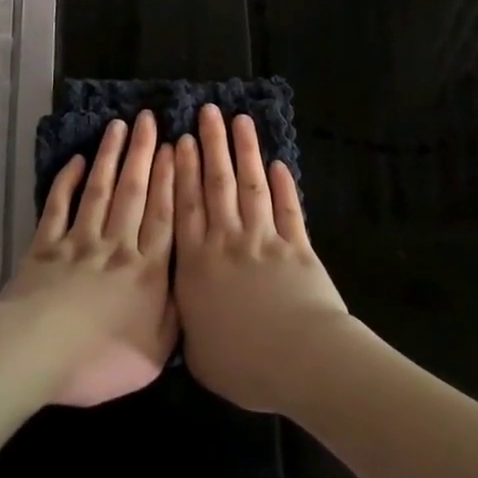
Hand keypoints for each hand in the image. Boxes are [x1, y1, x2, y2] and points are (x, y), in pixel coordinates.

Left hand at [0, 111, 177, 406]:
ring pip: (99, 190)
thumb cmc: (100, 359)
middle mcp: (116, 245)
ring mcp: (79, 241)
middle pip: (133, 191)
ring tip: (118, 127)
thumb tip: (192, 287)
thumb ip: (177, 316)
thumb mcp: (155, 352)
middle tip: (148, 119)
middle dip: (143, 152)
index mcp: (146, 270)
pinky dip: (67, 182)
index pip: (164, 214)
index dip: (171, 178)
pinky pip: (59, 206)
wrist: (36, 354)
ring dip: (110, 156)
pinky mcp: (45, 245)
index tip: (174, 145)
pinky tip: (75, 161)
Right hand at [174, 105, 358, 415]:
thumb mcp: (197, 352)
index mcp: (197, 263)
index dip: (181, 170)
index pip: (186, 205)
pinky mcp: (297, 245)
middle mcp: (227, 240)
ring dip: (245, 151)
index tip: (179, 139)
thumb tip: (175, 307)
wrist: (302, 361)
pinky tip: (278, 164)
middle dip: (211, 145)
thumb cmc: (243, 364)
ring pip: (250, 185)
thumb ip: (185, 320)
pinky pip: (288, 208)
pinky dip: (283, 185)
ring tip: (240, 121)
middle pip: (217, 183)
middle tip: (208, 113)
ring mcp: (264, 238)